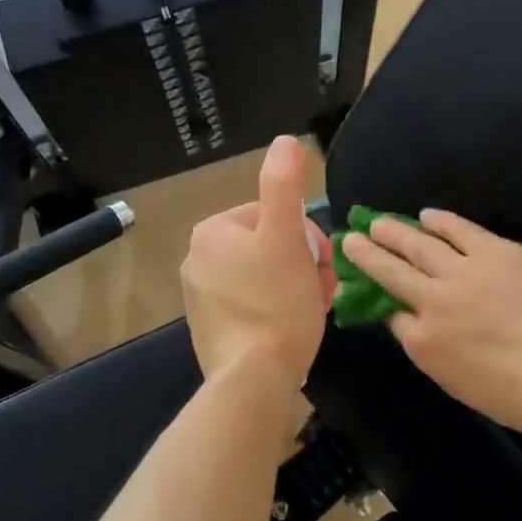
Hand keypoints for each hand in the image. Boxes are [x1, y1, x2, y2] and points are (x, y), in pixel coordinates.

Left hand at [181, 136, 332, 393]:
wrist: (253, 380)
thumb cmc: (275, 303)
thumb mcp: (286, 237)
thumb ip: (284, 185)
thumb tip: (285, 141)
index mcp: (213, 232)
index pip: (274, 215)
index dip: (307, 237)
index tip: (323, 263)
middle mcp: (198, 259)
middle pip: (269, 246)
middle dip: (302, 263)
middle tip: (323, 288)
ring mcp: (201, 297)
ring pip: (264, 276)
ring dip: (294, 285)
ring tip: (312, 309)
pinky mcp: (211, 328)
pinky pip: (252, 304)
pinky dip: (275, 309)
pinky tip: (291, 327)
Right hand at [340, 209, 521, 444]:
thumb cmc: (517, 396)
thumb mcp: (457, 383)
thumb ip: (430, 350)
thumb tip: (412, 324)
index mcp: (424, 342)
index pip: (392, 314)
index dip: (377, 298)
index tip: (364, 285)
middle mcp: (434, 301)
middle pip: (392, 271)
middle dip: (368, 253)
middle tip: (350, 238)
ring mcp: (465, 272)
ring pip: (419, 244)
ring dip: (395, 232)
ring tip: (378, 222)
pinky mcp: (497, 252)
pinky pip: (461, 230)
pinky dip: (441, 221)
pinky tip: (427, 215)